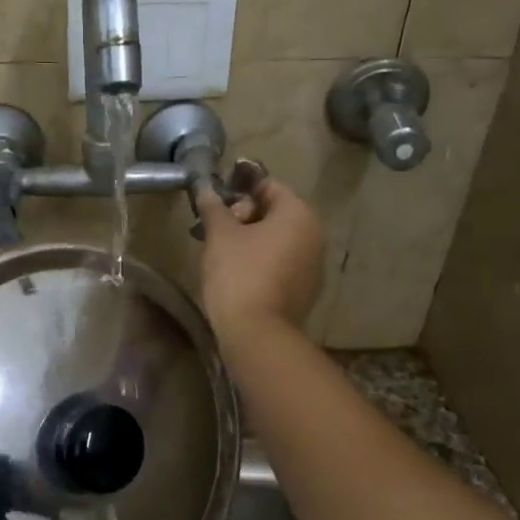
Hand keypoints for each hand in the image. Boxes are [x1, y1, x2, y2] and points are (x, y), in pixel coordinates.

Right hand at [195, 177, 324, 340]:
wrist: (257, 334)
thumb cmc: (239, 274)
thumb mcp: (220, 235)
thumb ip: (214, 207)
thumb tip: (205, 187)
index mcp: (299, 214)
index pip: (268, 185)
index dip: (239, 188)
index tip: (214, 199)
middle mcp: (314, 235)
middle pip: (275, 212)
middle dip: (243, 216)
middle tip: (213, 228)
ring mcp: (313, 265)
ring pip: (278, 239)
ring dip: (250, 239)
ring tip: (220, 250)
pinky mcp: (305, 290)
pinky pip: (281, 263)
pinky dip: (260, 260)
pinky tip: (236, 272)